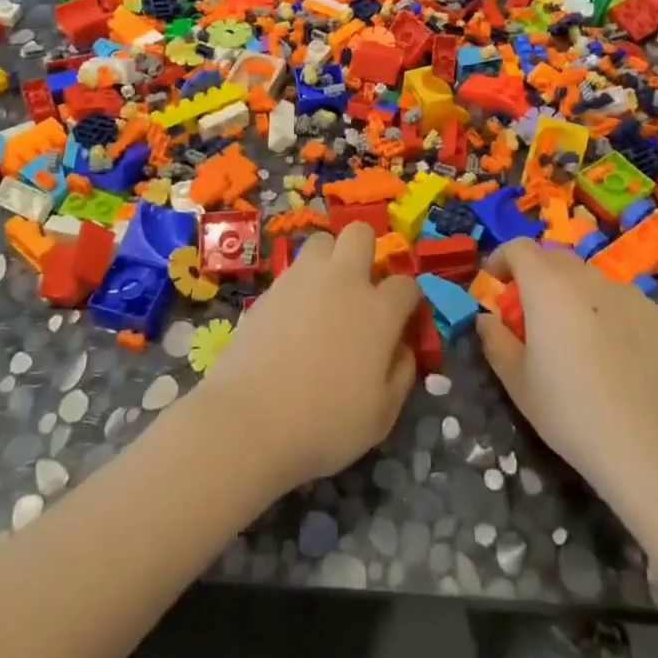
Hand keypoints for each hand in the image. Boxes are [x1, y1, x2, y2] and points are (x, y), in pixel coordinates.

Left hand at [193, 224, 420, 488]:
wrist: (249, 420)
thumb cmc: (325, 423)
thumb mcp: (382, 415)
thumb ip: (401, 373)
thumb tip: (402, 348)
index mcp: (378, 310)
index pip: (406, 284)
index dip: (408, 300)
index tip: (402, 320)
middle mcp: (343, 281)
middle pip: (361, 234)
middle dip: (367, 252)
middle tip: (361, 289)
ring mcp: (302, 279)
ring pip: (322, 241)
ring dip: (329, 260)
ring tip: (324, 296)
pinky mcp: (269, 289)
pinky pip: (292, 271)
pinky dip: (300, 285)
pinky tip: (293, 318)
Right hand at [476, 239, 657, 499]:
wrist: (643, 443)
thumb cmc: (567, 409)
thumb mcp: (515, 379)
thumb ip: (495, 339)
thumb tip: (486, 319)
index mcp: (547, 286)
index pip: (519, 247)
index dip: (502, 259)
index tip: (496, 283)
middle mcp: (587, 277)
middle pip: (554, 257)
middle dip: (535, 274)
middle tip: (529, 310)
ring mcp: (626, 292)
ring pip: (588, 277)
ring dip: (570, 291)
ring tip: (572, 332)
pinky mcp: (654, 313)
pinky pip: (618, 298)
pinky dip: (604, 309)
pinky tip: (609, 348)